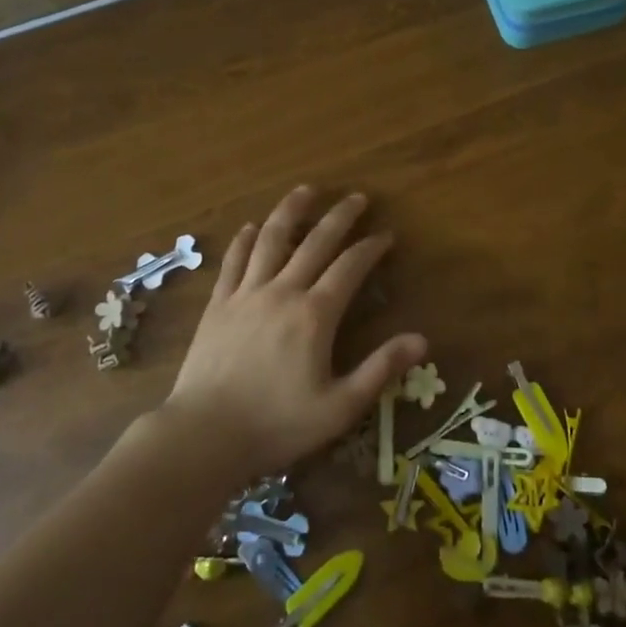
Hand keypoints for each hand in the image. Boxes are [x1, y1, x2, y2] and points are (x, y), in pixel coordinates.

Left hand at [161, 187, 427, 476]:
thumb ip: (380, 369)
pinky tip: (252, 226)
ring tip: (306, 190)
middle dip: (339, 217)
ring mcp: (245, 294)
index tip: (386, 235)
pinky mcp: (218, 305)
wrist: (204, 436)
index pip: (350, 267)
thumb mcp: (340, 407)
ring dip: (291, 211)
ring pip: (271, 239)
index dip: (371, 248)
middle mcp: (282, 292)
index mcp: (314, 315)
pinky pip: (234, 261)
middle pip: (314, 242)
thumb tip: (421, 339)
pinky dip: (245, 240)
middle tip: (356, 197)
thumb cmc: (277, 425)